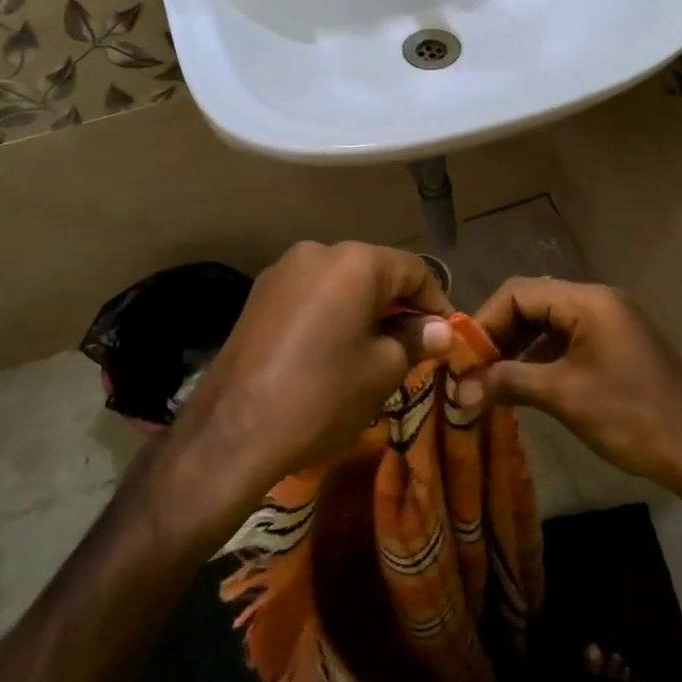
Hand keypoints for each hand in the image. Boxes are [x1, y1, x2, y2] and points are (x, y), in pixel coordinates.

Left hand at [161, 242, 451, 530]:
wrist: (234, 430)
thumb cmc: (322, 395)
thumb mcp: (382, 371)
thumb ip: (415, 340)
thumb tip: (439, 330)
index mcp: (355, 262)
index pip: (413, 270)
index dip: (436, 301)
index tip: (448, 333)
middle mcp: (317, 251)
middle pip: (374, 271)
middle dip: (398, 305)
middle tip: (415, 344)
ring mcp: (282, 271)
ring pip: (339, 283)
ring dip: (363, 309)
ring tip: (375, 349)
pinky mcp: (258, 295)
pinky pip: (310, 295)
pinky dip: (331, 314)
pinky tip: (333, 349)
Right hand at [461, 278, 681, 487]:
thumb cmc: (630, 415)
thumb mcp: (563, 396)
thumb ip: (508, 382)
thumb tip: (459, 388)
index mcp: (586, 301)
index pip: (519, 292)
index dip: (486, 320)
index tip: (463, 355)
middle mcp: (596, 301)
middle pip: (532, 303)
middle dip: (499, 333)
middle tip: (472, 368)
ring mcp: (608, 322)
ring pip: (547, 322)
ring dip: (517, 347)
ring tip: (491, 379)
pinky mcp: (614, 345)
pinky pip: (566, 339)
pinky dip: (540, 357)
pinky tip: (522, 385)